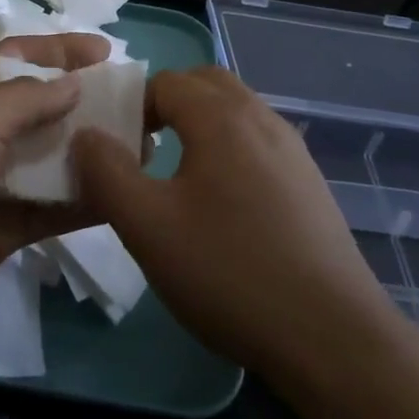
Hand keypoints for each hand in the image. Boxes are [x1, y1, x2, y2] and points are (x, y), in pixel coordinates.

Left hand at [0, 31, 112, 337]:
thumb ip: (27, 100)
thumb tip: (74, 84)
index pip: (19, 58)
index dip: (61, 51)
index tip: (108, 52)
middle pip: (42, 110)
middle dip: (86, 105)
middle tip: (138, 107)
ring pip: (52, 162)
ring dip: (92, 155)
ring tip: (143, 150)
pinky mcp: (2, 229)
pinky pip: (51, 211)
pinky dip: (83, 203)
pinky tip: (123, 197)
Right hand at [72, 66, 386, 374]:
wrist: (332, 337)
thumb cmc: (229, 272)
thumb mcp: (147, 226)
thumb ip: (106, 172)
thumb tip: (86, 135)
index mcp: (222, 118)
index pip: (166, 81)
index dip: (131, 107)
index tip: (117, 152)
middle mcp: (263, 119)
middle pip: (206, 84)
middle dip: (167, 104)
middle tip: (143, 150)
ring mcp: (294, 151)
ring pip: (236, 113)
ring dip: (200, 126)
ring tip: (176, 179)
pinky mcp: (310, 185)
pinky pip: (259, 144)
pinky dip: (229, 151)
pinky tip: (222, 207)